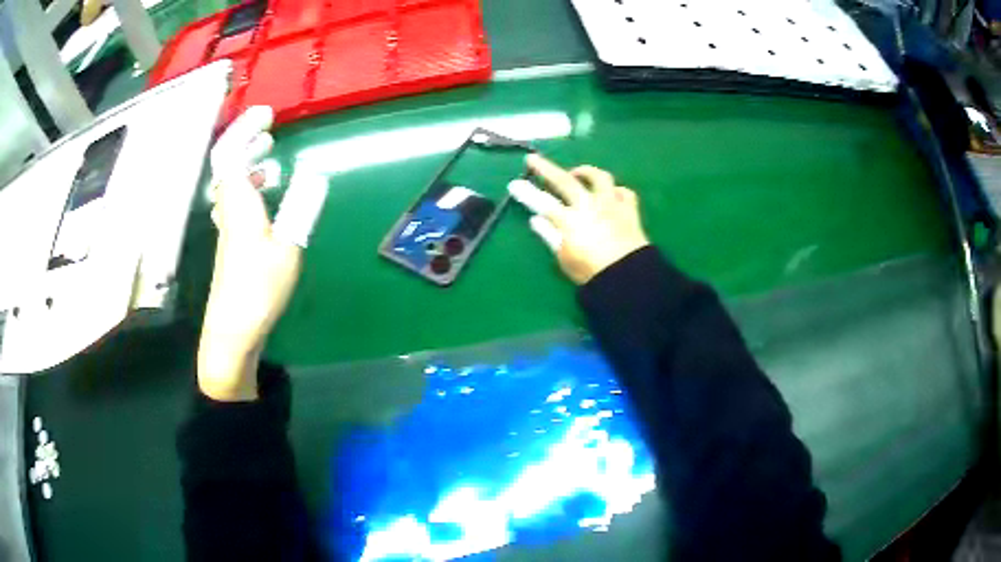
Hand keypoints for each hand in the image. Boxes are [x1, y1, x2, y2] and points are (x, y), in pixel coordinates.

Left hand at [198, 106, 305, 400]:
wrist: (231, 334)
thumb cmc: (257, 291)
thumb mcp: (287, 248)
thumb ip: (301, 208)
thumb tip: (315, 174)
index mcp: (238, 203)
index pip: (232, 154)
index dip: (246, 130)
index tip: (268, 114)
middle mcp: (228, 209)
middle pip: (228, 164)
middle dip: (246, 140)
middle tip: (268, 127)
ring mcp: (227, 226)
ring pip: (231, 182)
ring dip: (247, 160)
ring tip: (269, 151)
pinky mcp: (231, 242)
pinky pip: (236, 199)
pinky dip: (250, 184)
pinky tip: (264, 193)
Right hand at [509, 154, 649, 284]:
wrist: (628, 277)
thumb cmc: (591, 272)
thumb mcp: (564, 258)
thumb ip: (550, 236)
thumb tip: (536, 220)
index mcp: (570, 220)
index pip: (543, 202)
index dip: (526, 193)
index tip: (513, 183)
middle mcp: (589, 205)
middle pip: (565, 181)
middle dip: (547, 169)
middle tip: (534, 159)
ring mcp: (611, 205)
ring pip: (599, 177)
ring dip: (586, 171)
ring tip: (577, 173)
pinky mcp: (630, 210)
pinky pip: (625, 193)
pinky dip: (616, 191)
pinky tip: (611, 193)